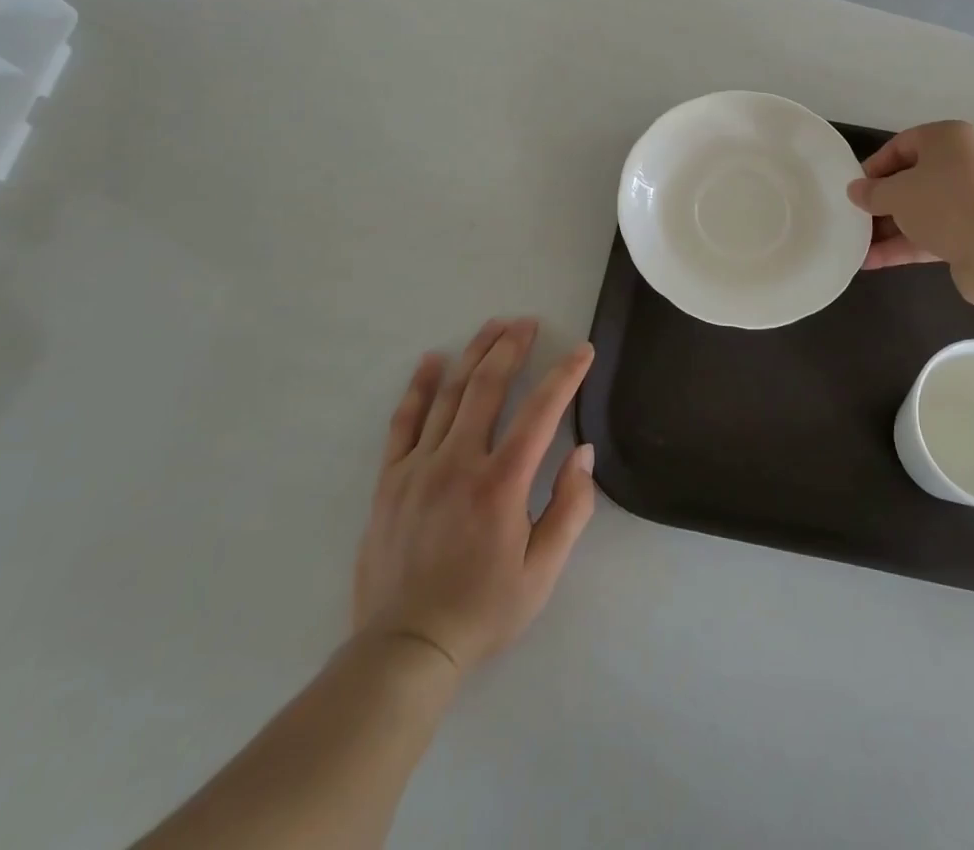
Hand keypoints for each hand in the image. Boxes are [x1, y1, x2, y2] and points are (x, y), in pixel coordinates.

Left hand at [353, 319, 596, 675]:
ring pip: (449, 394)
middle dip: (512, 348)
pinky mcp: (390, 480)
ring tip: (492, 327)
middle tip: (527, 322)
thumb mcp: (543, 571)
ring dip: (473, 355)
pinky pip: (404, 422)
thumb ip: (570, 507)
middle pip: (488, 387)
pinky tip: (431, 361)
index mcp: (501, 483)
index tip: (581, 350)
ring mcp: (419, 467)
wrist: (405, 650)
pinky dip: (419, 387)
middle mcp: (459, 462)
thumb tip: (584, 452)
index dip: (565, 375)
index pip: (541, 411)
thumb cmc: (483, 610)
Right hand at [846, 121, 973, 306]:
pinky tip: (873, 262)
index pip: (901, 145)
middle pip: (911, 179)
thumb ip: (872, 192)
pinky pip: (931, 233)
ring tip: (857, 245)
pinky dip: (904, 245)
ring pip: (920, 210)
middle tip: (854, 217)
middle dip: (880, 202)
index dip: (874, 167)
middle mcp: (963, 164)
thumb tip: (855, 190)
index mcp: (948, 139)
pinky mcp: (973, 233)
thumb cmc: (944, 204)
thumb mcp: (897, 193)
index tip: (854, 190)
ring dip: (888, 228)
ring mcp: (971, 200)